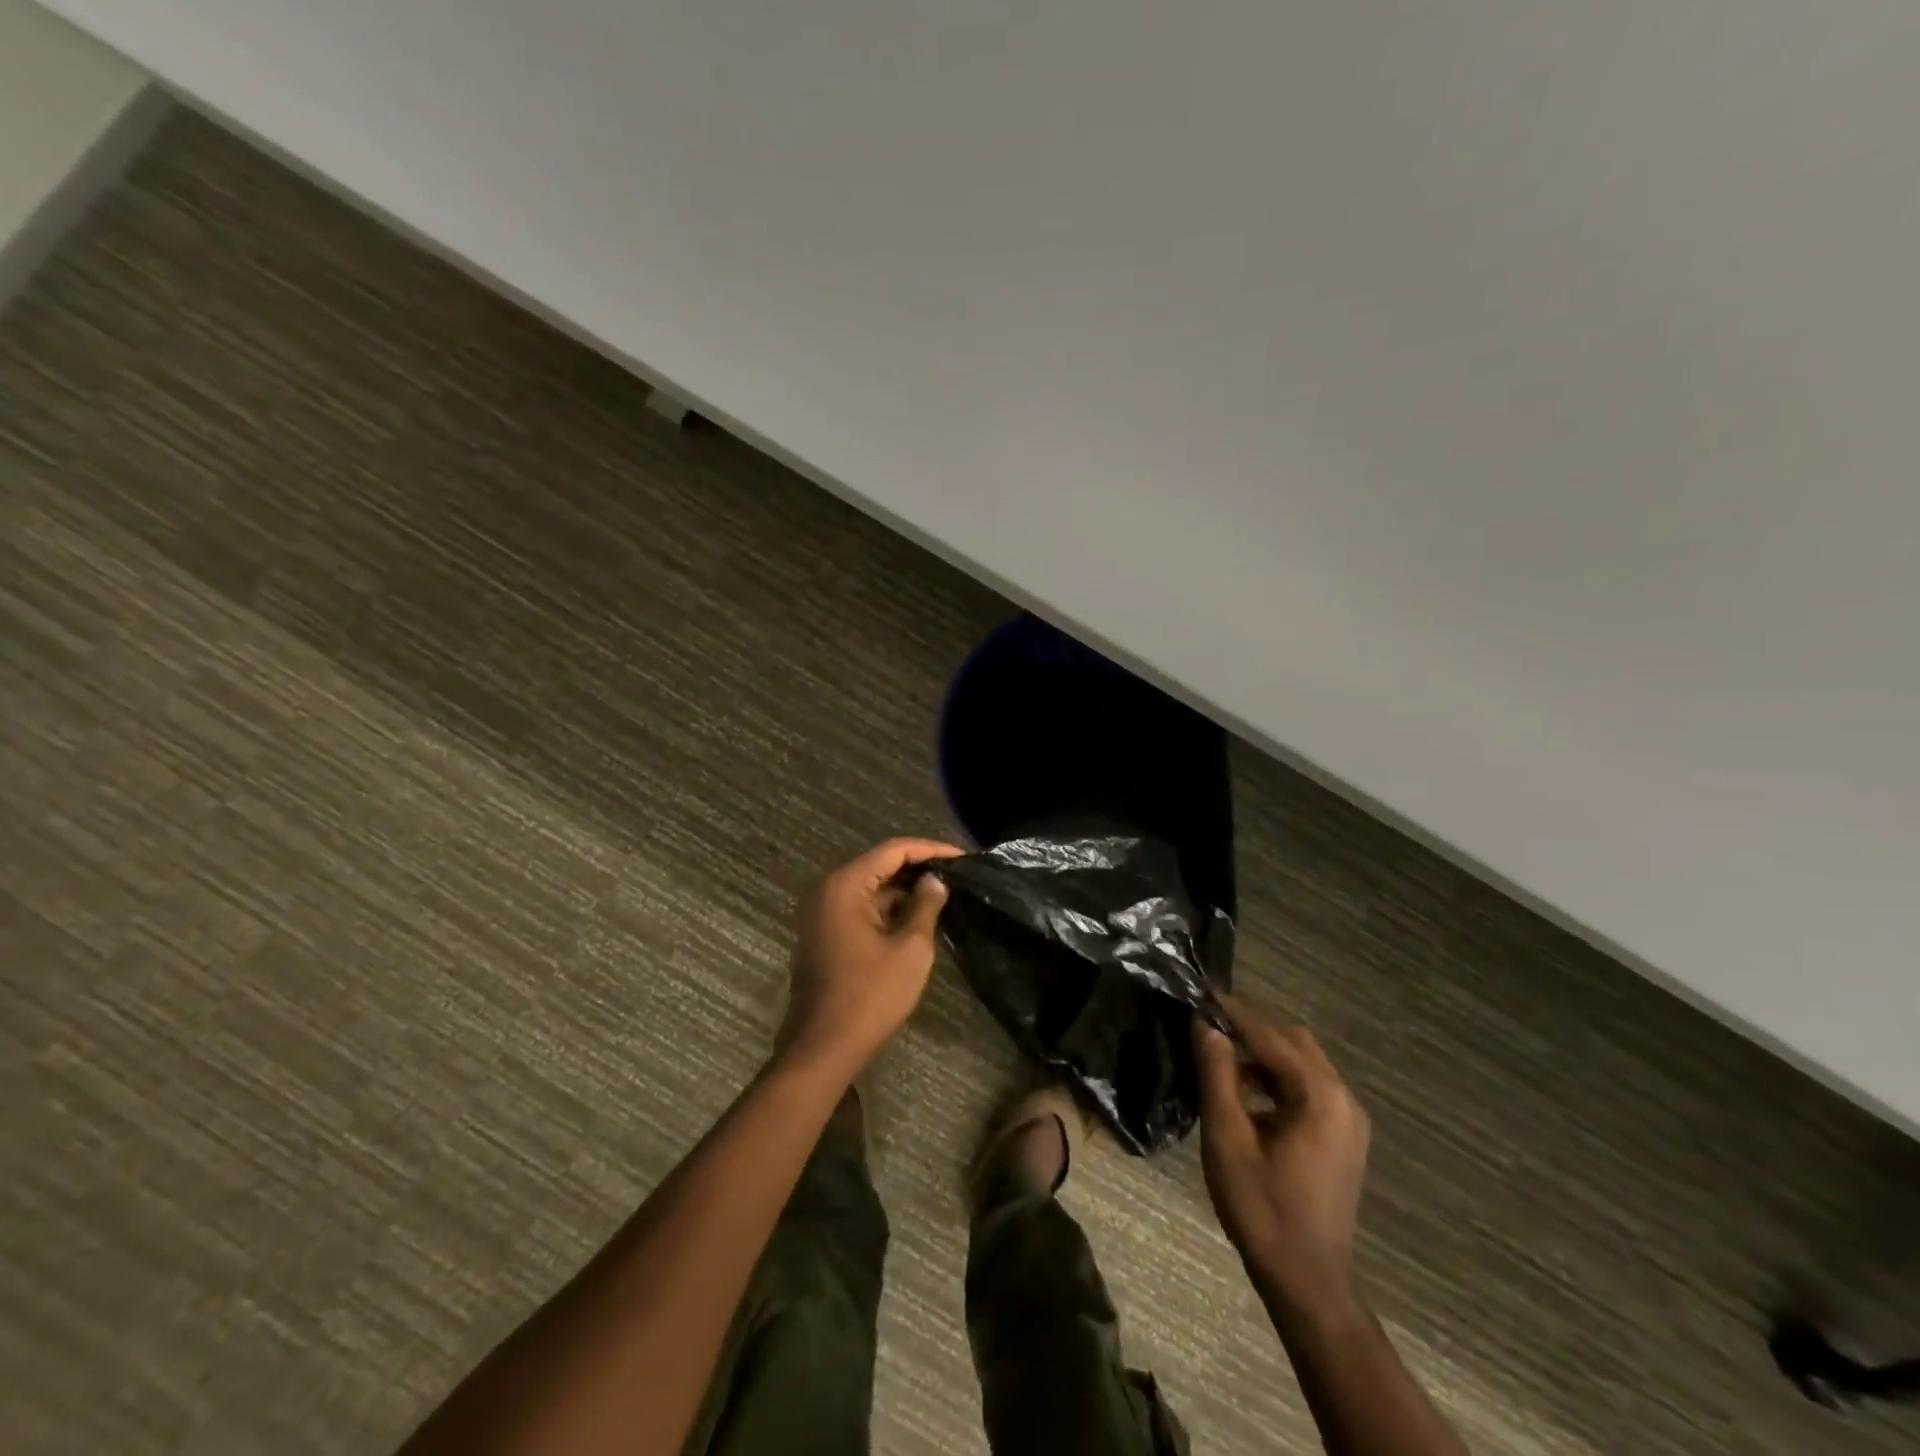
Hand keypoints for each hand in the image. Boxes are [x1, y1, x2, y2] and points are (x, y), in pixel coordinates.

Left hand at [775, 838, 962, 1080]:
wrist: (822, 1048)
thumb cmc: (870, 995)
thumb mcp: (910, 949)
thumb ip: (925, 906)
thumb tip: (935, 881)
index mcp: (844, 886)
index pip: (892, 851)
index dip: (929, 850)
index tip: (961, 857)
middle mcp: (827, 891)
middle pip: (878, 866)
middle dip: (917, 869)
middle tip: (955, 876)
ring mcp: (820, 914)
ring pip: (869, 890)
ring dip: (903, 892)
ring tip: (942, 895)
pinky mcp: (822, 935)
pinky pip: (858, 909)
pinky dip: (886, 910)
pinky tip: (916, 918)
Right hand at [1193, 995, 1371, 1315]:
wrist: (1307, 1282)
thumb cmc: (1262, 1208)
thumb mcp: (1227, 1137)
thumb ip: (1217, 1074)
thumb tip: (1205, 1025)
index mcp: (1320, 1095)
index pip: (1269, 1035)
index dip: (1232, 1012)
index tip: (1199, 992)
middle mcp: (1343, 1098)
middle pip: (1293, 1041)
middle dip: (1250, 1027)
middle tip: (1207, 1024)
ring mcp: (1349, 1119)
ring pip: (1302, 1062)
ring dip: (1263, 1051)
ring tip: (1220, 1053)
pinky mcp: (1344, 1137)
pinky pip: (1309, 1087)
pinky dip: (1277, 1076)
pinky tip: (1246, 1089)